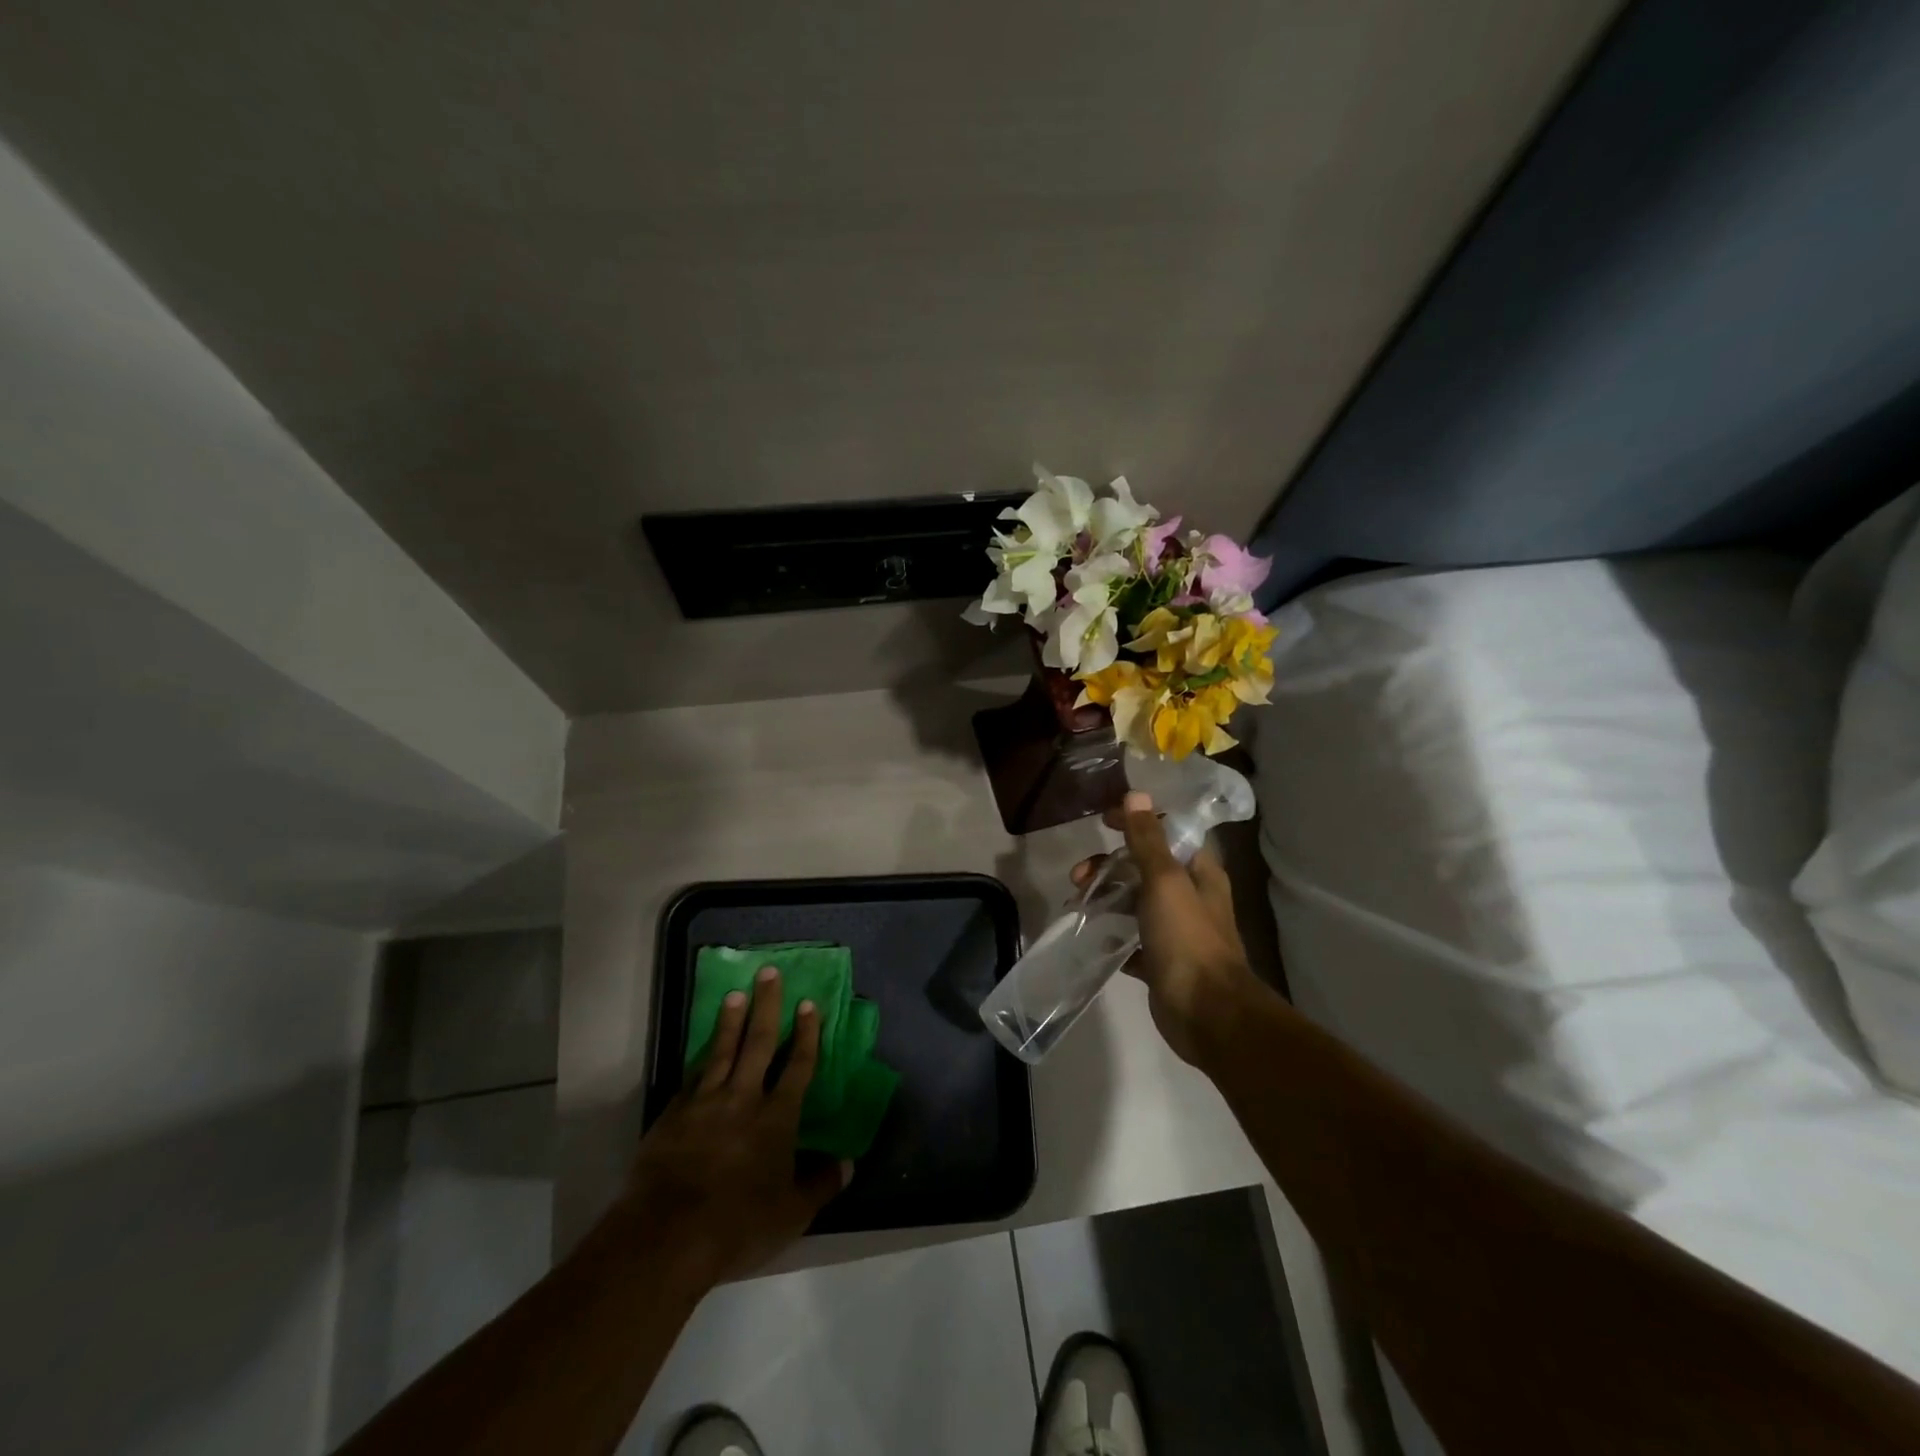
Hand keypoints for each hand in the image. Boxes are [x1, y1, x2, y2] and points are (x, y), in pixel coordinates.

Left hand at [617, 968, 849, 1287]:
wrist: (667, 1236)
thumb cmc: (739, 1224)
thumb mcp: (791, 1213)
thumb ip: (821, 1184)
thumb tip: (849, 1163)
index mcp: (777, 1118)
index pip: (798, 1066)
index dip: (806, 1034)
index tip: (808, 1004)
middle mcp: (743, 1099)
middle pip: (758, 1043)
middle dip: (767, 1006)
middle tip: (769, 973)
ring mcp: (705, 1103)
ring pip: (722, 1051)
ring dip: (731, 1020)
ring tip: (736, 994)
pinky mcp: (673, 1116)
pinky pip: (691, 1078)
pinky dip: (700, 1059)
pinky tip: (702, 1050)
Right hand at [1073, 790, 1258, 1064]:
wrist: (1207, 1014)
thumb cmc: (1187, 939)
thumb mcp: (1164, 881)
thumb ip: (1148, 840)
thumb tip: (1136, 795)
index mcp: (1199, 873)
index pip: (1168, 832)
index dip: (1136, 822)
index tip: (1102, 821)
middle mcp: (1190, 897)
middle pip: (1144, 868)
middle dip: (1109, 865)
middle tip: (1078, 875)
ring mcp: (1175, 931)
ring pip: (1134, 903)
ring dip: (1105, 897)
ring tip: (1077, 905)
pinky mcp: (1160, 961)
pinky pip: (1130, 939)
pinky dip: (1110, 934)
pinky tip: (1089, 935)